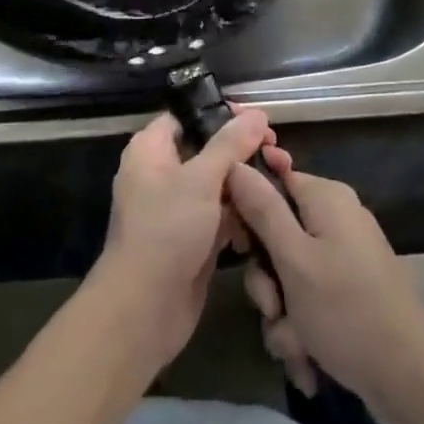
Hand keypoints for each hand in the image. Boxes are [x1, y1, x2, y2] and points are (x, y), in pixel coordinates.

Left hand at [89, 107, 286, 369]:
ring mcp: (176, 208)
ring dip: (245, 184)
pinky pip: (219, 215)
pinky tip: (264, 216)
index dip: (221, 114)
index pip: (188, 116)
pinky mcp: (191, 239)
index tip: (257, 119)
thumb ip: (230, 144)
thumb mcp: (201, 179)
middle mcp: (161, 173)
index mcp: (151, 149)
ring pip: (216, 184)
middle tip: (276, 153)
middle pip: (207, 149)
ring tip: (279, 179)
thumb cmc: (166, 230)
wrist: (144, 310)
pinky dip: (239, 215)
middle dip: (241, 152)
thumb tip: (257, 114)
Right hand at [228, 159, 423, 423]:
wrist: (411, 380)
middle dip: (268, 282)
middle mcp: (336, 219)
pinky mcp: (351, 292)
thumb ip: (262, 209)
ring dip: (284, 316)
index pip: (272, 181)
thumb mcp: (294, 260)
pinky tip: (309, 363)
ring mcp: (346, 257)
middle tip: (273, 308)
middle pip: (277, 236)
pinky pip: (311, 301)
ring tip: (296, 347)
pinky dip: (304, 331)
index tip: (239, 245)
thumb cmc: (347, 310)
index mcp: (326, 198)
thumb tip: (235, 163)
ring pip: (290, 277)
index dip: (249, 211)